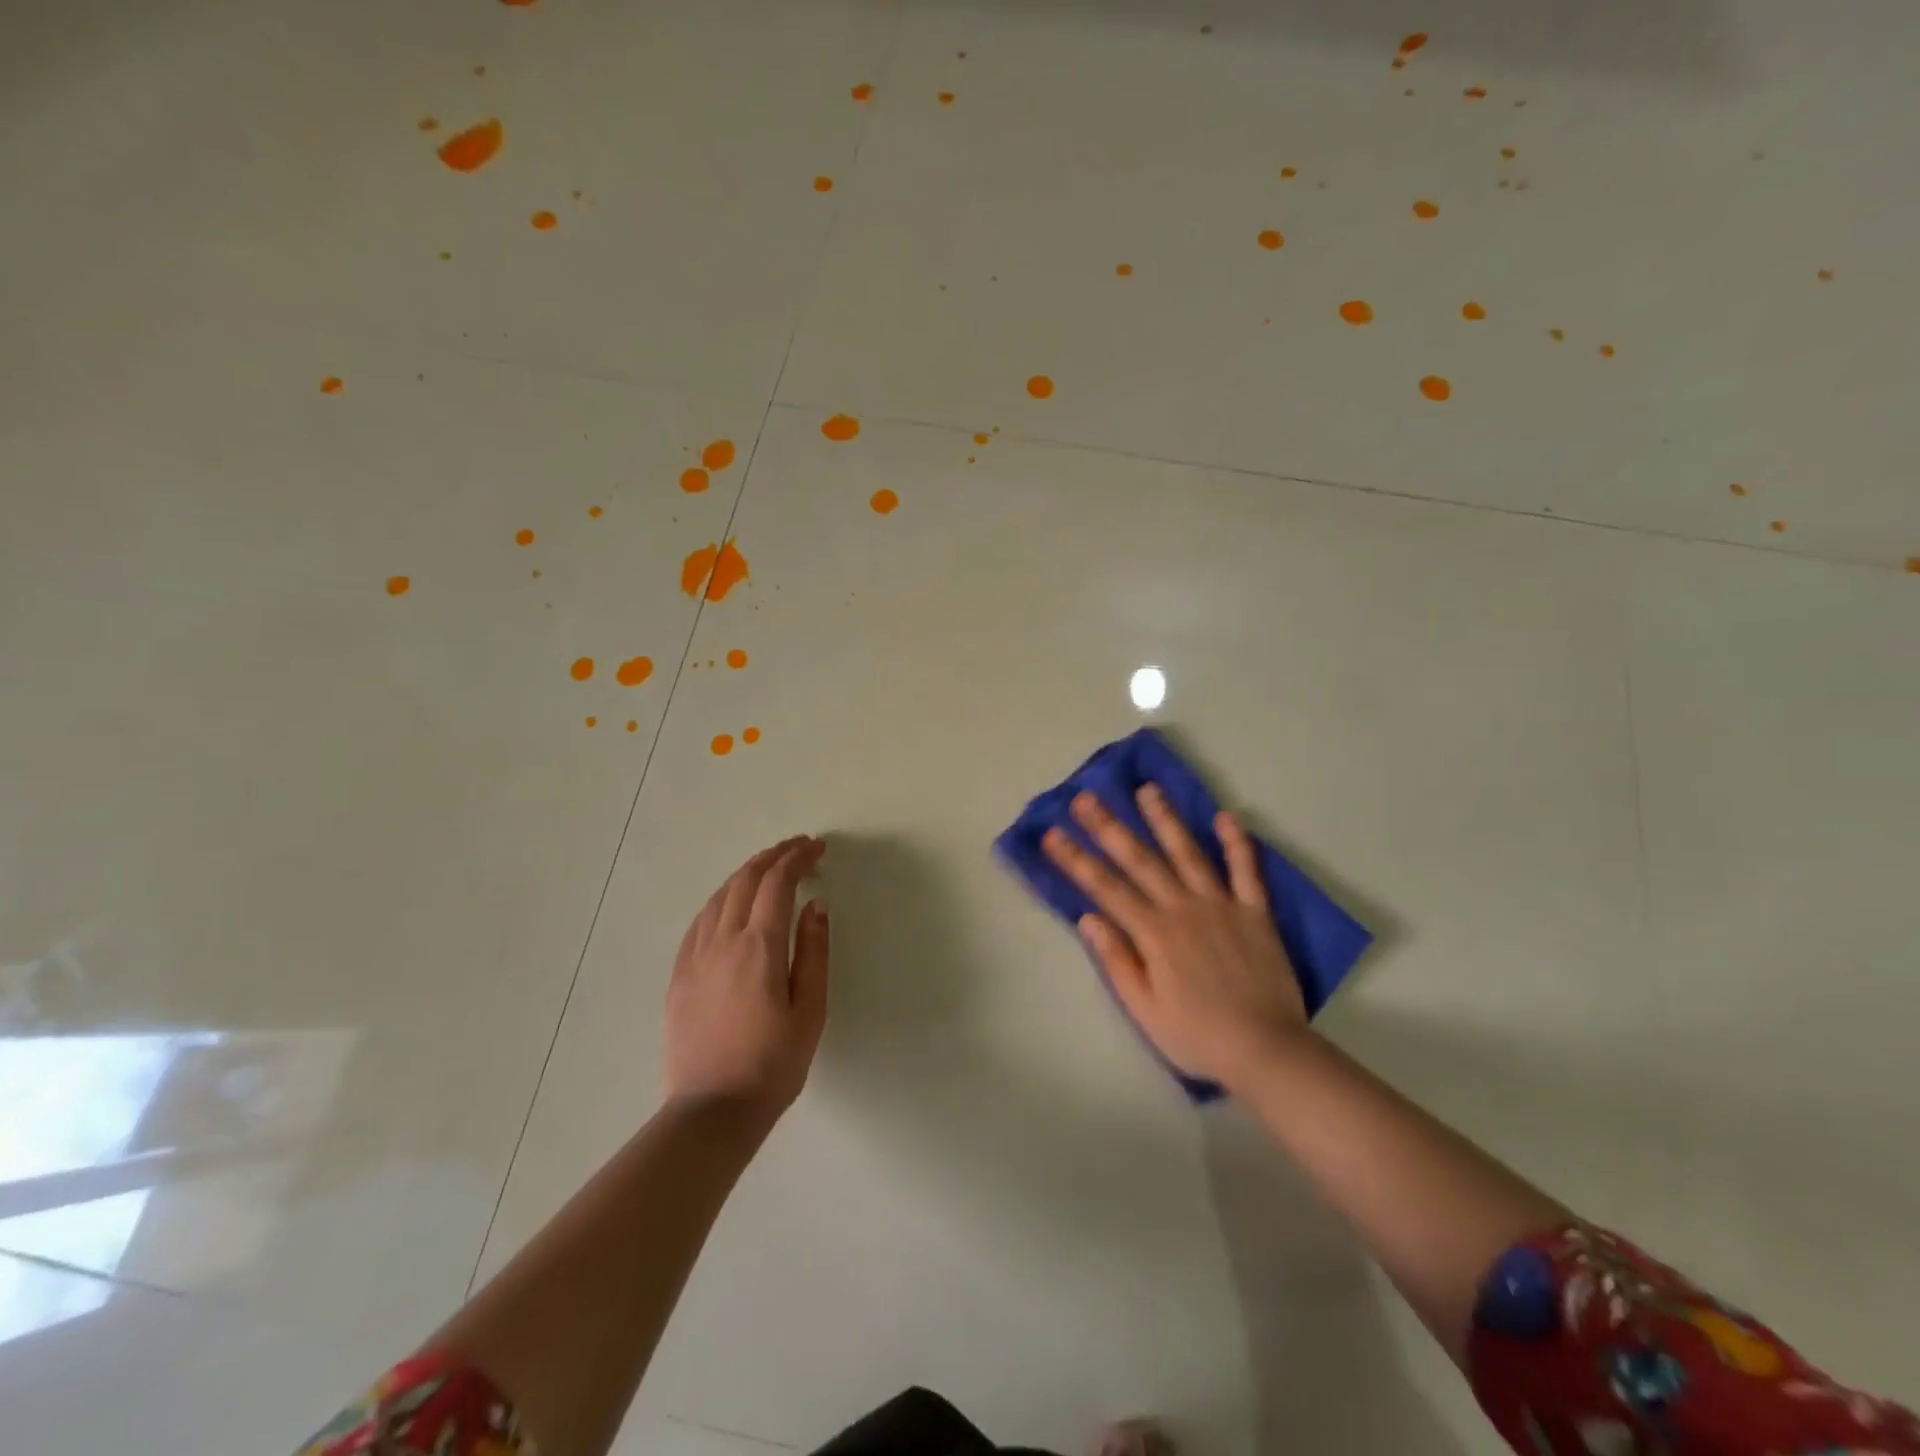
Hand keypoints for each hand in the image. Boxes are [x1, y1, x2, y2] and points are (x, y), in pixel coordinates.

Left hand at [664, 835, 828, 1125]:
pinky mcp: (678, 976)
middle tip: (798, 848)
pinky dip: (722, 899)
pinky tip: (731, 903)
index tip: (818, 848)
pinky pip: (699, 921)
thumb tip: (815, 905)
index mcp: (759, 947)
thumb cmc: (772, 1064)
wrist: (711, 1112)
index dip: (798, 858)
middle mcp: (722, 941)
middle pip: (746, 880)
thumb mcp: (810, 1010)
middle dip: (774, 856)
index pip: (778, 883)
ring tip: (769, 867)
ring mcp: (694, 957)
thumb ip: (813, 952)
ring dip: (747, 873)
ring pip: (720, 896)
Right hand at [1042, 786, 1306, 1088]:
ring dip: (1165, 820)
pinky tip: (1226, 816)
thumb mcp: (1145, 1010)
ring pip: (1188, 853)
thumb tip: (1088, 918)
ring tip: (1147, 789)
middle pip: (1140, 860)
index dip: (1076, 860)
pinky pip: (1246, 871)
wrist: (1267, 1050)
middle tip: (1086, 797)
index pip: (1106, 888)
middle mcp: (1184, 909)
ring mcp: (1221, 905)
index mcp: (1155, 934)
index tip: (1052, 834)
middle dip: (1109, 827)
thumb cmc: (1197, 1036)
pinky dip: (1237, 843)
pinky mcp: (1255, 912)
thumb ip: (1118, 961)